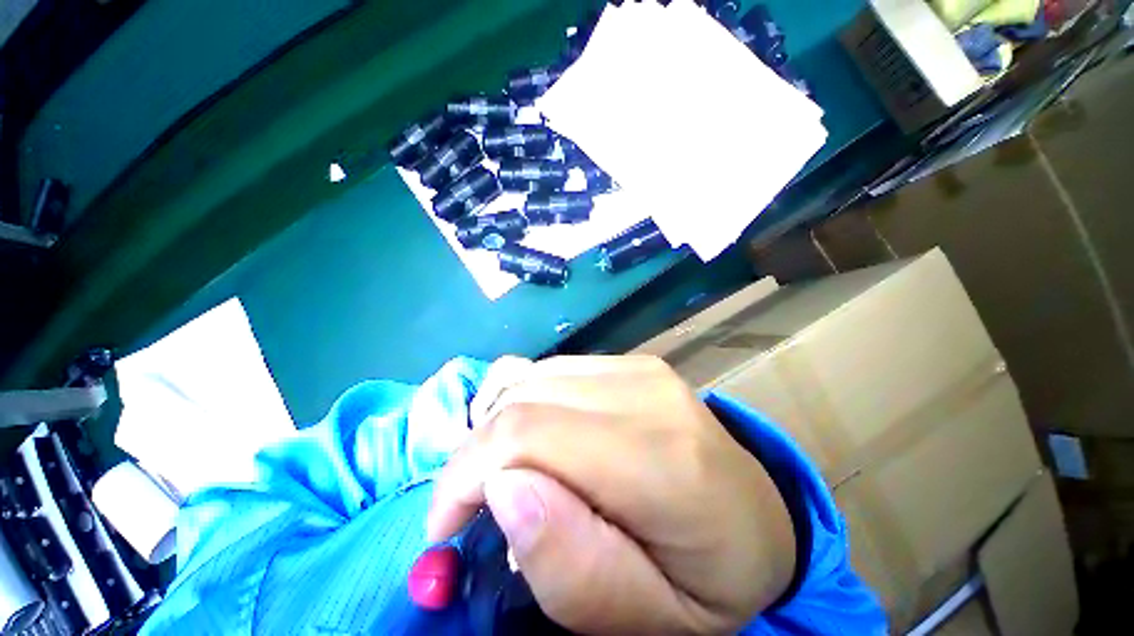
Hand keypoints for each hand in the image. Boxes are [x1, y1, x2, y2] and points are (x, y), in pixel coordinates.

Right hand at [428, 356, 795, 634]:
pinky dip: (524, 402)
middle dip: (476, 453)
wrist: (759, 513)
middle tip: (472, 505)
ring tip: (505, 471)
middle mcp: (647, 393)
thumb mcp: (650, 618)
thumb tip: (504, 486)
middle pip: (524, 400)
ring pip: (532, 378)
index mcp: (661, 461)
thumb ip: (572, 564)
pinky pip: (552, 370)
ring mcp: (639, 368)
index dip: (467, 473)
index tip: (445, 524)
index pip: (529, 434)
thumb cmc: (711, 576)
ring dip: (499, 426)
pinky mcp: (632, 362)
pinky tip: (535, 434)